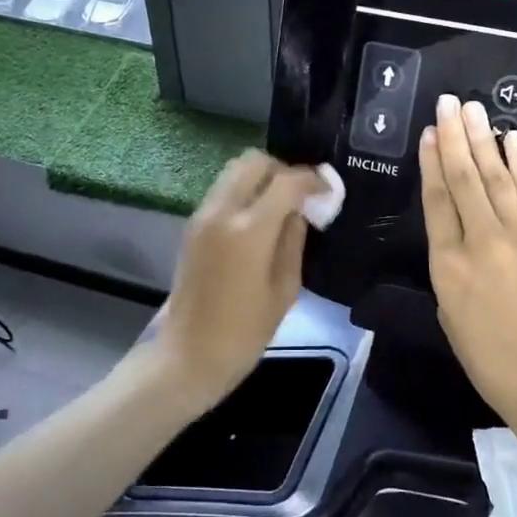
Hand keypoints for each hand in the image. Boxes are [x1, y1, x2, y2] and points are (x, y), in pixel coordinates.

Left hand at [152, 150, 325, 413]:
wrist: (188, 355)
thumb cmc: (244, 332)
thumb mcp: (285, 289)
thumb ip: (294, 240)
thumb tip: (301, 210)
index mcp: (249, 230)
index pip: (286, 181)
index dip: (312, 179)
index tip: (328, 189)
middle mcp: (222, 211)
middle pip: (254, 161)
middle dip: (283, 170)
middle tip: (302, 194)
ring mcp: (202, 216)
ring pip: (234, 171)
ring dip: (261, 178)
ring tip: (282, 204)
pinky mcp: (192, 226)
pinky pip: (223, 190)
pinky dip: (244, 191)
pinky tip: (260, 218)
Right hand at [420, 95, 516, 423]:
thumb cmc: (491, 360)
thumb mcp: (450, 316)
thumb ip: (450, 272)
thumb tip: (457, 240)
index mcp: (446, 265)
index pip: (436, 201)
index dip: (431, 163)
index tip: (429, 134)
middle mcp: (479, 240)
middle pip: (463, 179)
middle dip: (454, 137)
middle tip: (448, 103)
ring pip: (496, 178)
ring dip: (483, 140)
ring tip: (472, 109)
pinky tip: (512, 139)